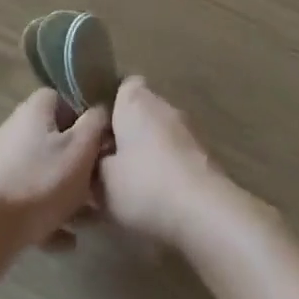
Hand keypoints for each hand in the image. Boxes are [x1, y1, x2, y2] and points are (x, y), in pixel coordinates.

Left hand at [0, 90, 111, 252]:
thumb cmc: (41, 182)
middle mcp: (13, 130)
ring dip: (65, 195)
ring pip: (41, 174)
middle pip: (52, 140)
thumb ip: (95, 125)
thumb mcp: (80, 149)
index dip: (83, 117)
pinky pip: (27, 200)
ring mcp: (0, 164)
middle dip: (77, 164)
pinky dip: (47, 216)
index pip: (61, 99)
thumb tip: (100, 110)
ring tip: (88, 221)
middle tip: (98, 186)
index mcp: (33, 111)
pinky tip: (66, 240)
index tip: (99, 141)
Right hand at [98, 77, 232, 249]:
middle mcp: (164, 105)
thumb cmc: (143, 185)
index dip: (109, 107)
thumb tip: (93, 160)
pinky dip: (168, 169)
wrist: (204, 212)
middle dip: (127, 133)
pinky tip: (158, 198)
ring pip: (160, 134)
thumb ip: (92, 164)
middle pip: (141, 111)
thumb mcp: (101, 180)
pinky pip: (177, 155)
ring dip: (148, 152)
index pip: (122, 87)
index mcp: (135, 101)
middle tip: (109, 164)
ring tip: (133, 186)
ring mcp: (189, 129)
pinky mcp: (205, 155)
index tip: (97, 133)